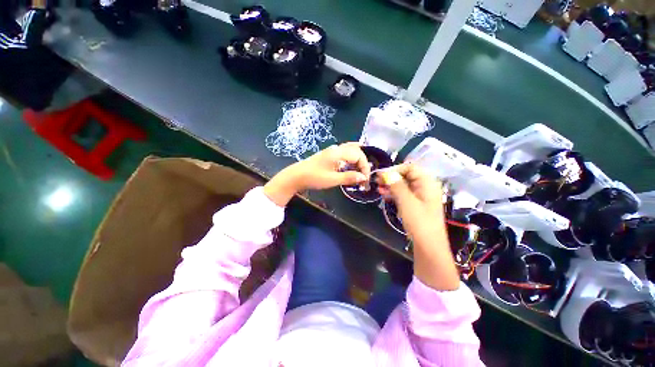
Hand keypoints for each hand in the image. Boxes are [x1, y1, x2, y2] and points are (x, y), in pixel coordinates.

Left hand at [264, 143, 370, 205]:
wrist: (296, 176)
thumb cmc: (314, 178)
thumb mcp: (332, 180)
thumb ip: (349, 177)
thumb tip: (363, 177)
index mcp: (338, 152)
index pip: (358, 156)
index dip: (365, 167)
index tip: (365, 179)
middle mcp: (336, 148)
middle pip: (356, 150)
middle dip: (363, 163)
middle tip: (364, 176)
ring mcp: (332, 151)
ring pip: (350, 150)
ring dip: (358, 160)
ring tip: (361, 170)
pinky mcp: (329, 155)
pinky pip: (344, 153)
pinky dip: (351, 159)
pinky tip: (352, 165)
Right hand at [378, 163, 459, 290]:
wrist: (428, 246)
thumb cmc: (419, 222)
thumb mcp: (406, 201)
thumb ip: (396, 185)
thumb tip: (386, 173)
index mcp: (427, 183)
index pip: (410, 167)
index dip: (395, 169)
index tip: (381, 175)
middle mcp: (425, 187)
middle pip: (407, 176)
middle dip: (391, 177)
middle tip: (377, 181)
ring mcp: (421, 196)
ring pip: (404, 185)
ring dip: (391, 185)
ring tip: (378, 189)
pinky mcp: (416, 205)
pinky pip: (404, 194)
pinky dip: (394, 193)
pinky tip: (384, 195)